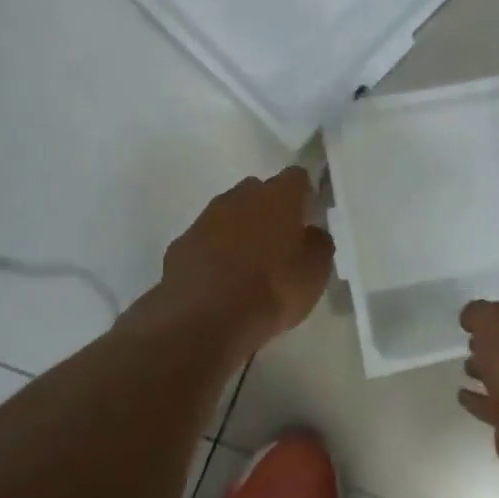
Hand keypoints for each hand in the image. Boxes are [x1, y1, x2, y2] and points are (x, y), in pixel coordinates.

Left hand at [157, 168, 334, 355]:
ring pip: (229, 214)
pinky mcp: (180, 244)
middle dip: (269, 210)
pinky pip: (205, 240)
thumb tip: (311, 232)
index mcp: (278, 196)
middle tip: (279, 242)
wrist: (203, 320)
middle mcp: (239, 196)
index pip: (297, 177)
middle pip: (259, 191)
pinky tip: (220, 281)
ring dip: (239, 231)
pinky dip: (214, 253)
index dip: (304, 195)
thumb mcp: (315, 272)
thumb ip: (318, 244)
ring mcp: (205, 218)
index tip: (308, 217)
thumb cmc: (272, 290)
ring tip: (248, 265)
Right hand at [458, 298, 498, 486]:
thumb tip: (471, 318)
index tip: (474, 317)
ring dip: (486, 370)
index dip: (498, 308)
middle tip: (470, 341)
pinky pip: (496, 403)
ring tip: (464, 367)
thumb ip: (477, 311)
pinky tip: (461, 394)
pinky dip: (479, 399)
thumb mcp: (490, 318)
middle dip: (492, 341)